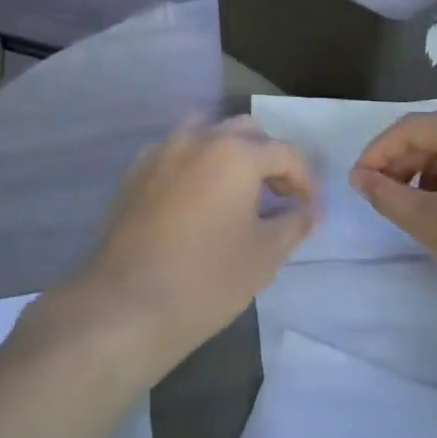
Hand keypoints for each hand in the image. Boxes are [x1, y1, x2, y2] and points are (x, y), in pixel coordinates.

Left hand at [52, 120, 316, 377]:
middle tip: (278, 196)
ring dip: (228, 152)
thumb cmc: (206, 280)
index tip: (310, 209)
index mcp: (236, 152)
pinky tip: (196, 200)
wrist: (126, 305)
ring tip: (236, 191)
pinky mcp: (134, 172)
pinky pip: (174, 153)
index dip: (305, 180)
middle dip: (267, 158)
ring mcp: (161, 151)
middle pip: (245, 132)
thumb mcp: (264, 256)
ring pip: (205, 133)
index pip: (284, 152)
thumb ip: (293, 224)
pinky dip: (194, 165)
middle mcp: (198, 138)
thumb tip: (308, 210)